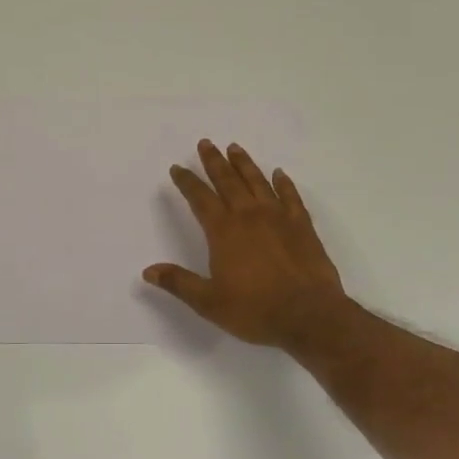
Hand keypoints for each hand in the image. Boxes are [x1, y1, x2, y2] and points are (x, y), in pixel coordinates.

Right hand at [142, 140, 349, 352]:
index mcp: (223, 231)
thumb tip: (148, 271)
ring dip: (244, 163)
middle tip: (205, 143)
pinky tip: (279, 173)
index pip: (200, 198)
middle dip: (214, 161)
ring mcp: (278, 217)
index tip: (178, 168)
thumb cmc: (255, 310)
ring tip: (234, 147)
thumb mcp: (209, 302)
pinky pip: (290, 196)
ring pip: (257, 181)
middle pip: (228, 180)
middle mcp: (248, 215)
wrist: (309, 316)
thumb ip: (179, 283)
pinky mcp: (302, 225)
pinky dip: (283, 183)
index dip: (187, 181)